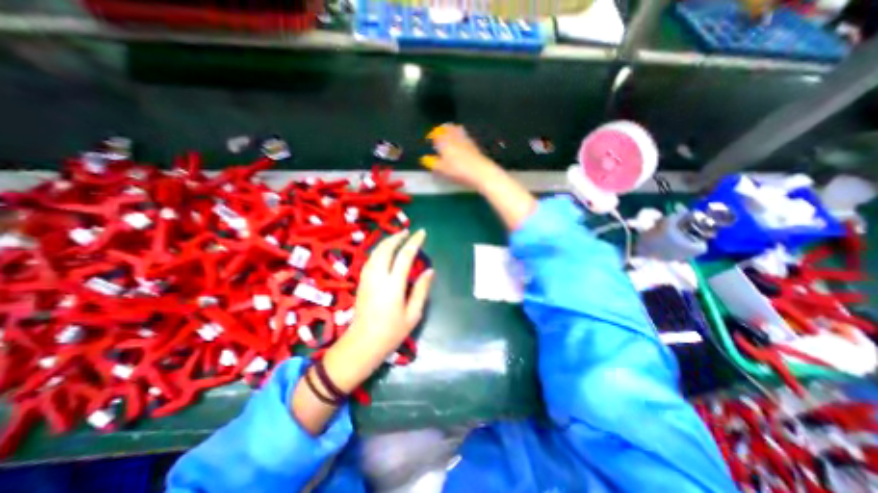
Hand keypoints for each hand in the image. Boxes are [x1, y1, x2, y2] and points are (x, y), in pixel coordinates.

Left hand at [321, 228, 432, 391]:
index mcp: (393, 285)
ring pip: (376, 252)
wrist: (362, 344)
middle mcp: (378, 277)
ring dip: (387, 241)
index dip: (414, 242)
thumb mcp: (413, 314)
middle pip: (386, 249)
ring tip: (398, 237)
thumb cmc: (391, 332)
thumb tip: (430, 271)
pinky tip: (384, 251)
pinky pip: (370, 259)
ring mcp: (367, 278)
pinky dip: (379, 250)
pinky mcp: (361, 281)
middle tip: (408, 231)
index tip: (422, 233)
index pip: (404, 256)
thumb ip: (421, 290)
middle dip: (397, 237)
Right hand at [420, 124, 495, 189]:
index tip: (429, 139)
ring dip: (453, 131)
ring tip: (450, 135)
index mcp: (445, 142)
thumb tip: (425, 159)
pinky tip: (462, 143)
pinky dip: (461, 137)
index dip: (432, 135)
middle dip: (443, 129)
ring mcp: (466, 140)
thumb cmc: (458, 171)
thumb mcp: (442, 169)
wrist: (481, 172)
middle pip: (448, 128)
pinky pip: (466, 137)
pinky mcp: (475, 146)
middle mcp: (455, 137)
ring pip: (458, 130)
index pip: (437, 133)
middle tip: (439, 133)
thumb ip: (433, 163)